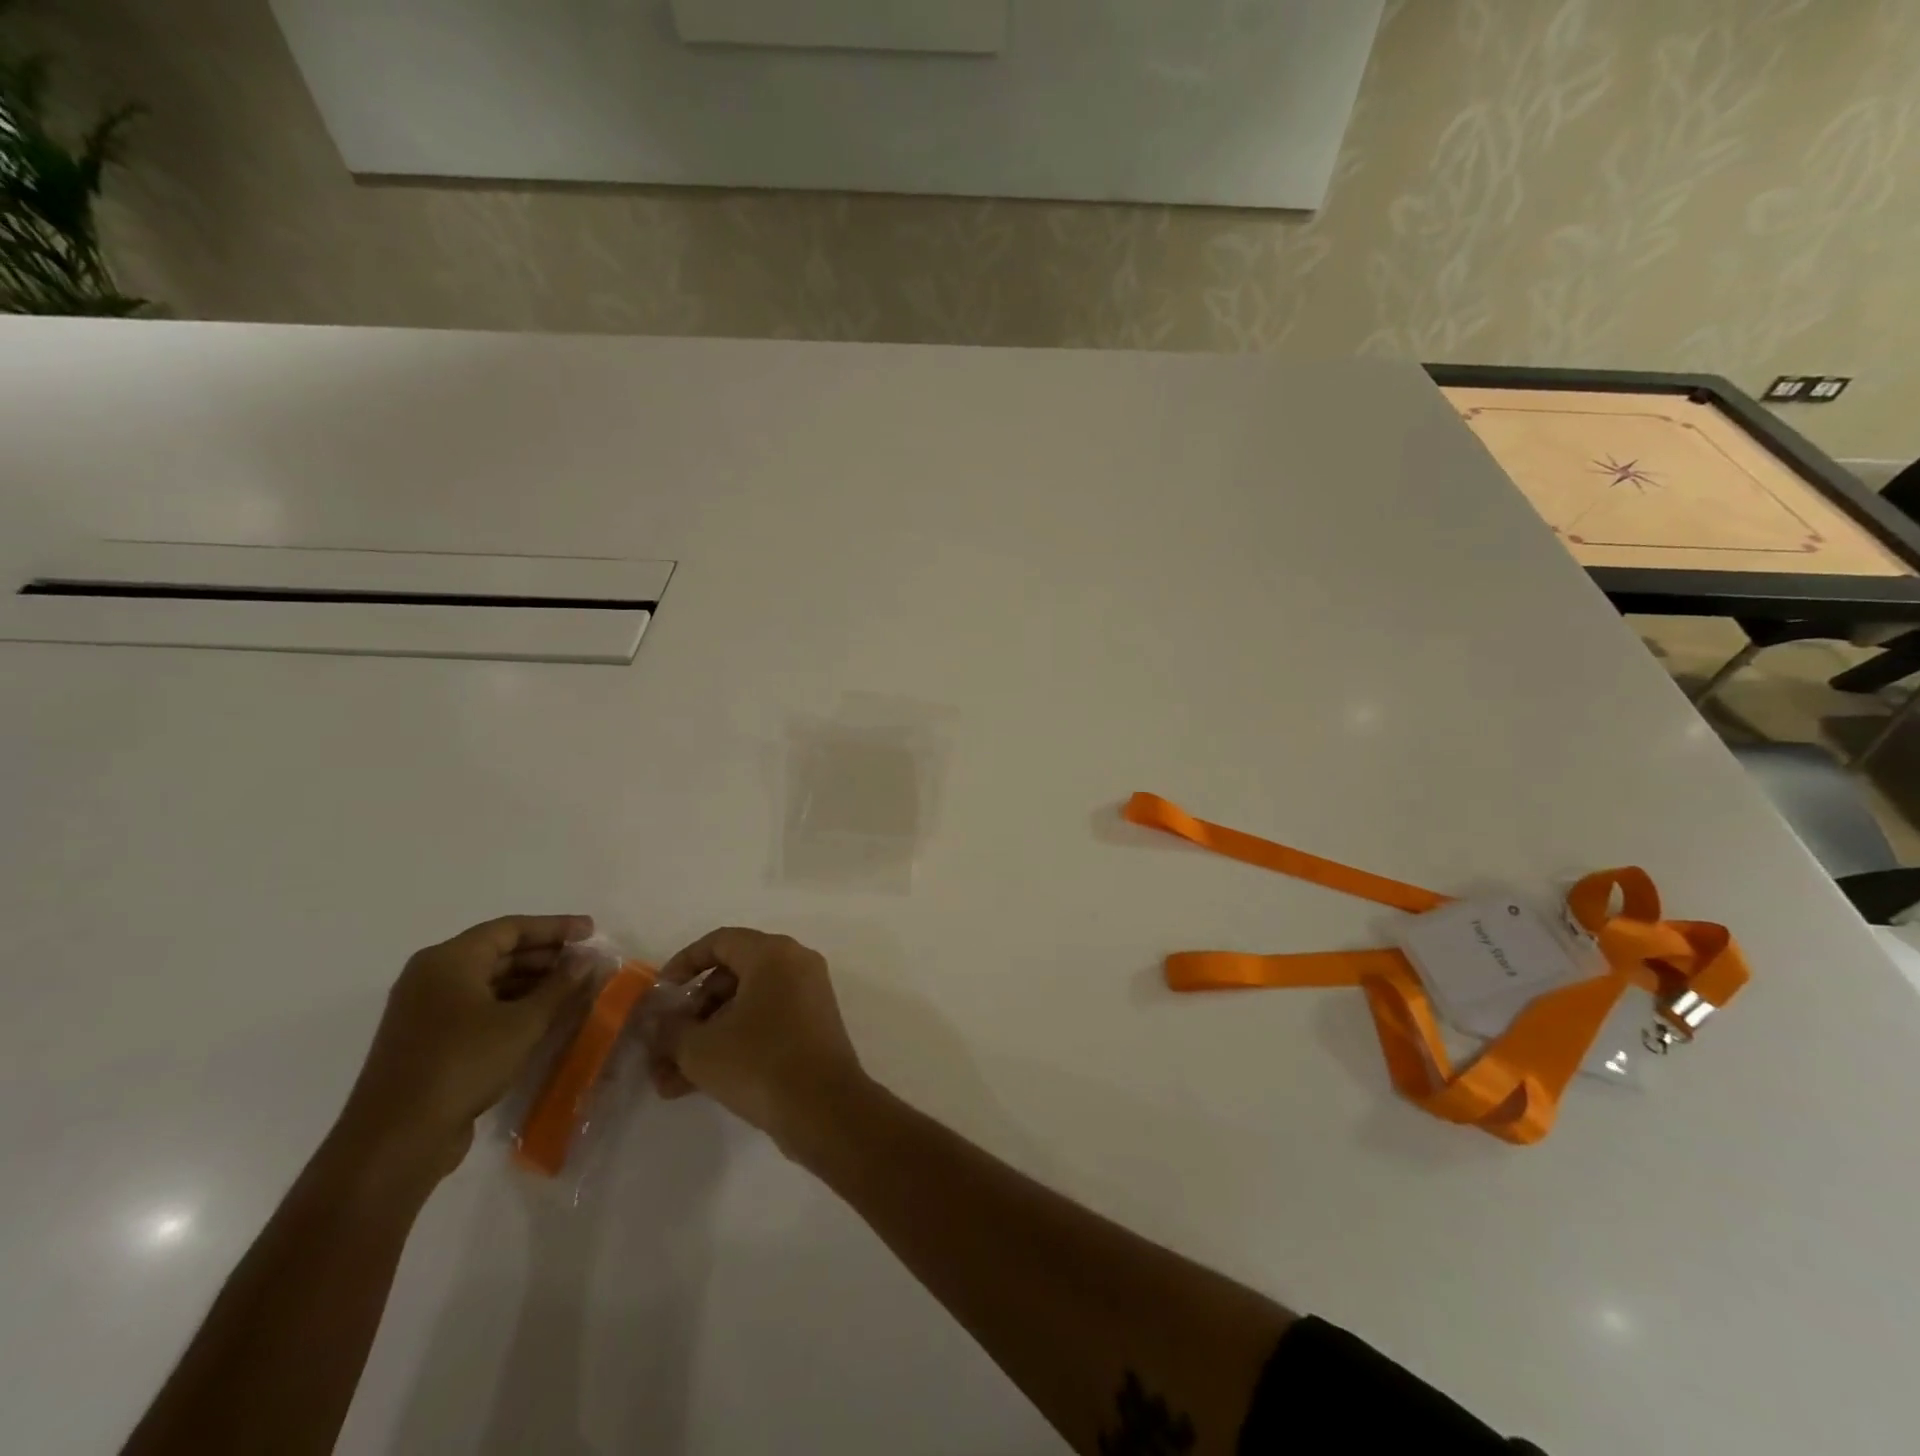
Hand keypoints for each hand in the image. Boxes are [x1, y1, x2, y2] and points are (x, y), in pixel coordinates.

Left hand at [337, 914, 594, 1177]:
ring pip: (488, 981)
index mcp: (448, 960)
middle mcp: (431, 977)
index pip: (511, 928)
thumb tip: (587, 960)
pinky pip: (477, 1007)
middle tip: (586, 961)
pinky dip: (511, 1005)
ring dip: (531, 982)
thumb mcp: (523, 1022)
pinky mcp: (426, 1041)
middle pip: (498, 952)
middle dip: (545, 955)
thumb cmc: (463, 1064)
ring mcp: (425, 1010)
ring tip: (572, 989)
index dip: (555, 927)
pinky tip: (542, 1017)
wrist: (396, 1139)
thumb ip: (560, 986)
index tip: (592, 930)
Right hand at [648, 928, 868, 1150]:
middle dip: (692, 1014)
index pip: (720, 941)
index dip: (684, 963)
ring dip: (706, 1038)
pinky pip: (764, 1024)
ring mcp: (808, 996)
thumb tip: (659, 1023)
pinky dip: (733, 1045)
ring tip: (670, 1081)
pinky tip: (696, 1085)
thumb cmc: (759, 1062)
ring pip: (745, 1006)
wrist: (825, 1109)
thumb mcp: (700, 1048)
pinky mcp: (812, 1027)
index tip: (660, 993)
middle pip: (731, 976)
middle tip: (664, 1047)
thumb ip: (670, 1030)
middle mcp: (795, 965)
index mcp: (773, 954)